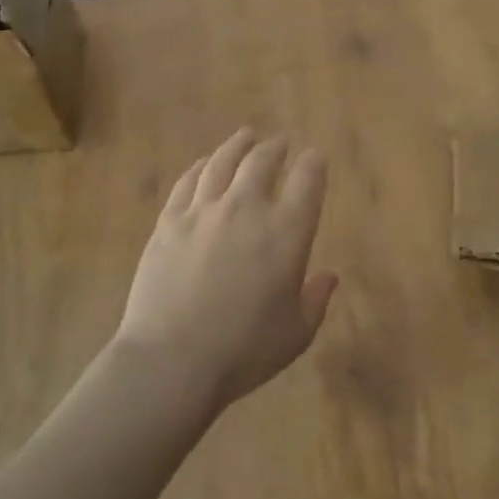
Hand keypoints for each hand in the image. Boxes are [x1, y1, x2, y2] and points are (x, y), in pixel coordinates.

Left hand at [118, 128, 335, 408]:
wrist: (171, 362)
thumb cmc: (244, 350)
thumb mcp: (296, 333)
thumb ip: (316, 299)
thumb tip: (329, 276)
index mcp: (287, 231)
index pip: (308, 180)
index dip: (314, 164)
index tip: (315, 158)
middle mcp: (247, 208)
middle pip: (263, 161)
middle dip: (276, 147)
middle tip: (280, 142)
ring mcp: (204, 211)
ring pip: (223, 161)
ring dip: (238, 145)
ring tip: (246, 136)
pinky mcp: (169, 222)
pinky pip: (188, 181)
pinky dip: (200, 167)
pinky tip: (204, 164)